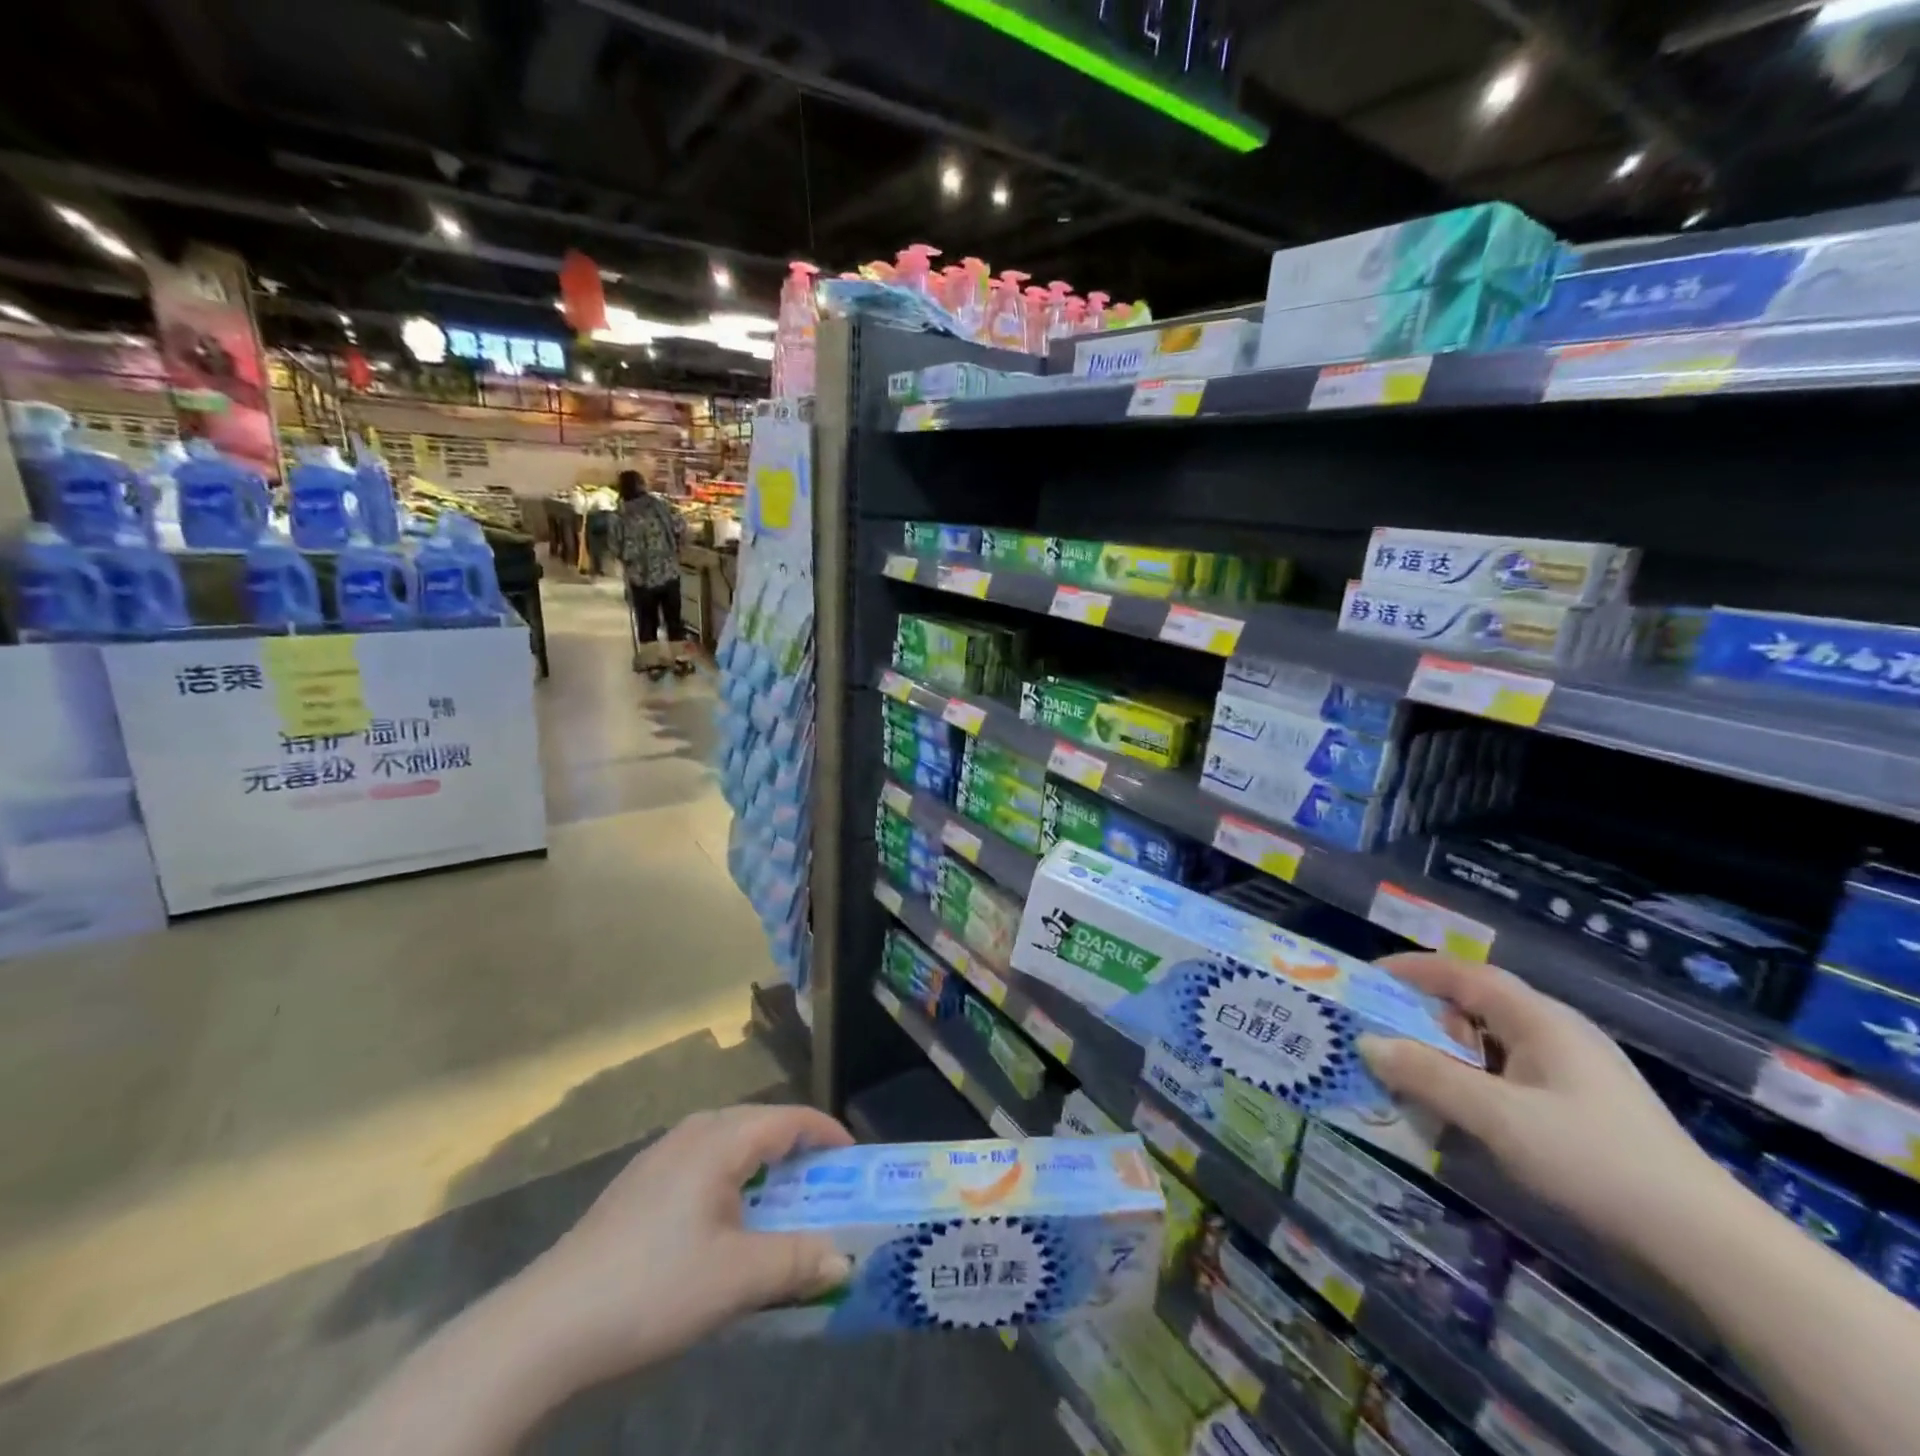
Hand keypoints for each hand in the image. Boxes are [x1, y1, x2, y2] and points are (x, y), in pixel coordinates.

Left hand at [511, 1104, 855, 1389]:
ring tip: (780, 1206)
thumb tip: (843, 1258)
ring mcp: (660, 1156)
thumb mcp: (736, 1280)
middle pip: (760, 1124)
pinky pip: (702, 1163)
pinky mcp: (638, 1185)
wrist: (545, 1326)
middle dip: (797, 1151)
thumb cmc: (652, 1288)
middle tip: (824, 1188)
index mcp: (720, 1140)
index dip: (827, 1134)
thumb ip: (796, 1262)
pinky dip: (731, 1180)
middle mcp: (692, 1133)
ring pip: (729, 1144)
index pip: (789, 1119)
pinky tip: (724, 1224)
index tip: (854, 1161)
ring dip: (762, 1167)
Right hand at [1359, 953, 1718, 1248]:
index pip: (1464, 973)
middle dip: (1421, 1016)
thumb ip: (1428, 1076)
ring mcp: (1571, 1072)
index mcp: (1539, 1019)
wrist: (1706, 1244)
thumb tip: (1366, 1043)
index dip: (1412, 970)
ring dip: (1444, 1055)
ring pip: (1490, 1045)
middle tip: (1379, 1036)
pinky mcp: (1579, 1107)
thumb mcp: (1498, 1117)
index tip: (1366, 979)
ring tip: (1408, 1079)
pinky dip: (1471, 1082)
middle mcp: (1555, 1033)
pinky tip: (1457, 1115)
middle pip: (1474, 1006)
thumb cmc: (1593, 1160)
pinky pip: (1507, 1077)